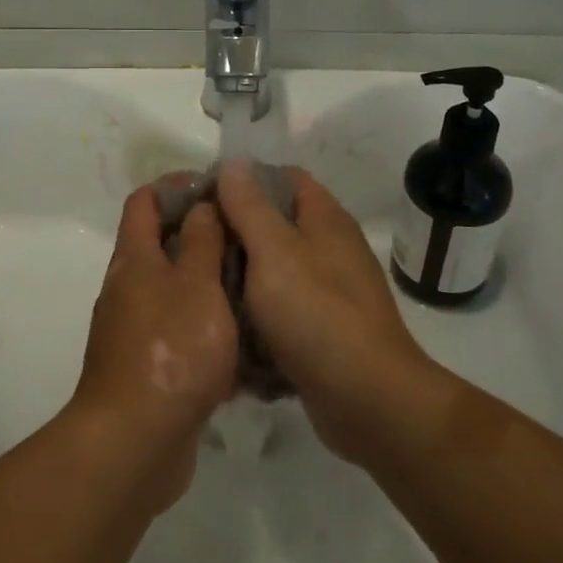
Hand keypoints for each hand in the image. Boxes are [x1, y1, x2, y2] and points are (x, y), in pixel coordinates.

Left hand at [69, 184, 237, 510]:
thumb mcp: (196, 285)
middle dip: (201, 232)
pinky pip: (179, 329)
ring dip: (208, 279)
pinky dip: (205, 323)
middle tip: (249, 236)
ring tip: (256, 280)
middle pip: (159, 242)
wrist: (134, 442)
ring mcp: (135, 329)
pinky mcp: (149, 365)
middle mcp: (128, 287)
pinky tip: (243, 335)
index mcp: (134, 259)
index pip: (145, 200)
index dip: (177, 186)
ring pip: (173, 287)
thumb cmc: (171, 350)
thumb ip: (201, 241)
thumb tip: (201, 204)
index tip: (219, 190)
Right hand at [217, 160, 444, 465]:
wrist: (369, 400)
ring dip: (241, 279)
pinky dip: (257, 317)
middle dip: (235, 233)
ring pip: (273, 271)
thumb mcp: (274, 251)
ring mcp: (328, 291)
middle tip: (193, 245)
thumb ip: (250, 206)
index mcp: (324, 219)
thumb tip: (234, 163)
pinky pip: (281, 311)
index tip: (204, 196)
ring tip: (200, 286)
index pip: (284, 178)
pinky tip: (228, 327)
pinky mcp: (321, 330)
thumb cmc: (317, 314)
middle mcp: (329, 249)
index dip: (245, 179)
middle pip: (275, 224)